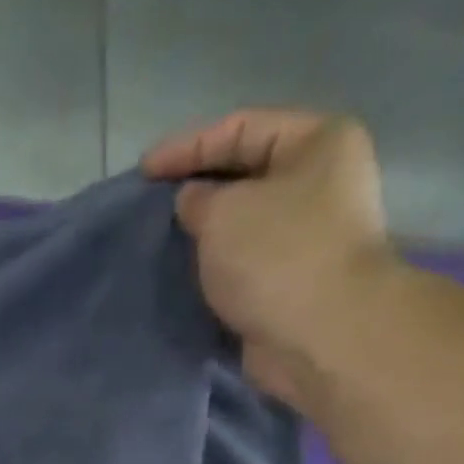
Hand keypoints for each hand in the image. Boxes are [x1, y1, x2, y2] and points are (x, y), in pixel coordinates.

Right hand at [142, 109, 399, 405]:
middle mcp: (320, 182)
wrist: (320, 336)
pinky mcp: (292, 283)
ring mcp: (309, 236)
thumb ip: (198, 200)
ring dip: (204, 235)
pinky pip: (244, 264)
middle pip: (245, 175)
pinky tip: (186, 275)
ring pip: (243, 224)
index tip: (142, 173)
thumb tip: (191, 201)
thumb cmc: (277, 257)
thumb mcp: (223, 214)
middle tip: (152, 209)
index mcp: (317, 142)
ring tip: (163, 244)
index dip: (187, 147)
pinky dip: (215, 268)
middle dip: (196, 191)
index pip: (241, 128)